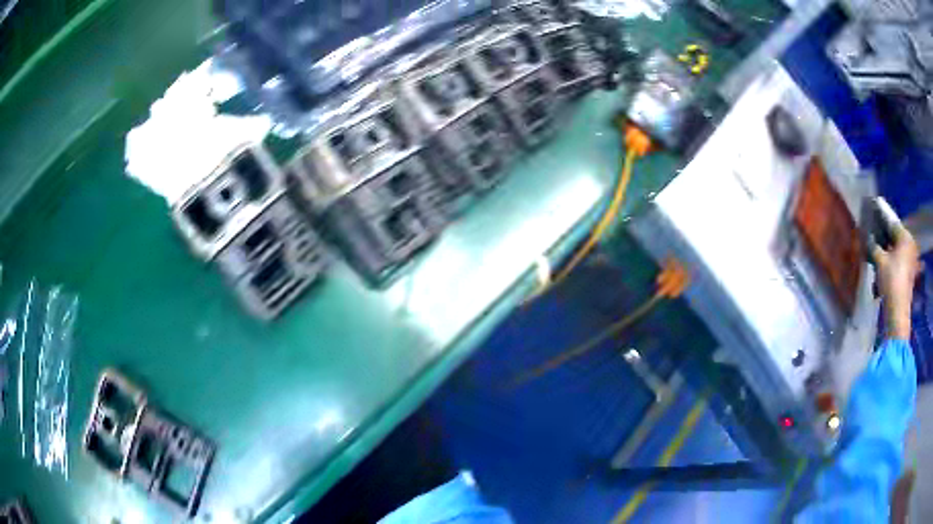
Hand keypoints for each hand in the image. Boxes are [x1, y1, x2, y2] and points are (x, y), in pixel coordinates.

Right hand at [872, 224, 921, 339]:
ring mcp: (912, 259)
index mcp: (905, 236)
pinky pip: (900, 260)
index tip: (873, 216)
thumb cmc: (891, 280)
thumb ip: (874, 246)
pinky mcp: (910, 272)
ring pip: (898, 249)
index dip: (881, 220)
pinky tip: (885, 264)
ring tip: (878, 251)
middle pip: (896, 237)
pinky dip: (893, 261)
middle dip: (885, 237)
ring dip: (888, 250)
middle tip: (874, 235)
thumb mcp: (879, 261)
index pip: (892, 223)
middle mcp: (910, 244)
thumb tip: (869, 238)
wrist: (898, 310)